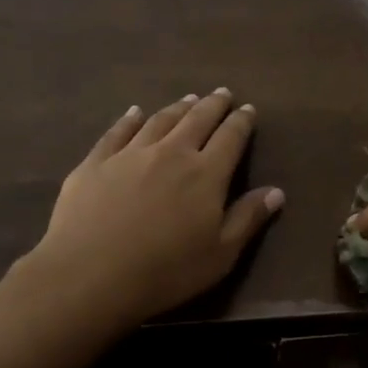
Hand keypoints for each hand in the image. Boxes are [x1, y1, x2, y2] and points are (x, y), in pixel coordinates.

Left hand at [18, 91, 283, 333]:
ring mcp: (130, 153)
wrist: (90, 274)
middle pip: (197, 119)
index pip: (231, 138)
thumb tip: (277, 191)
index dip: (242, 121)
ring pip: (160, 120)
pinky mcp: (96, 162)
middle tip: (222, 93)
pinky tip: (134, 112)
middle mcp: (171, 152)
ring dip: (178, 107)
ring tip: (188, 99)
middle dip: (213, 104)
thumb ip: (248, 219)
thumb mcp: (220, 254)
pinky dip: (129, 119)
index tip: (248, 109)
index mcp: (206, 174)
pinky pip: (117, 132)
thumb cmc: (165, 271)